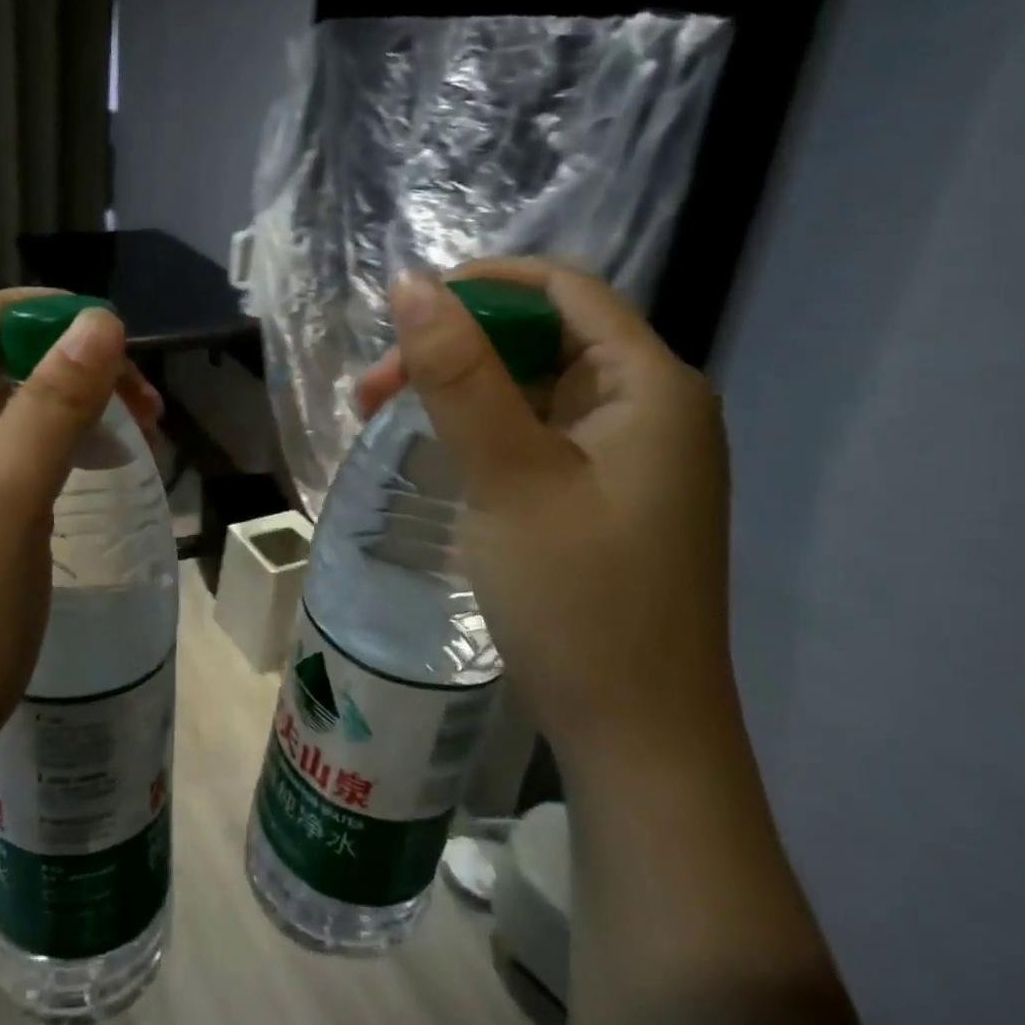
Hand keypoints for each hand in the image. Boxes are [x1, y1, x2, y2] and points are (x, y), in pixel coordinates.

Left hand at [0, 289, 160, 803]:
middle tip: (143, 407)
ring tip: (132, 436)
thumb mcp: (9, 500)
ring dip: (69, 405)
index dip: (54, 316)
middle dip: (73, 366)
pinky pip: (2, 449)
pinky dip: (51, 445)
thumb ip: (52, 403)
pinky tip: (87, 468)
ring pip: (5, 404)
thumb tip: (101, 320)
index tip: (124, 350)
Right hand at [359, 259, 733, 771]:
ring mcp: (625, 456)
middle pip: (541, 338)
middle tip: (374, 388)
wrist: (636, 741)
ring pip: (529, 388)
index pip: (564, 290)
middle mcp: (648, 408)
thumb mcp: (508, 476)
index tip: (404, 311)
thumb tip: (411, 283)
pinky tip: (429, 449)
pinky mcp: (600, 494)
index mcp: (651, 387)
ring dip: (455, 389)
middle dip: (453, 347)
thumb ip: (458, 374)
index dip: (482, 285)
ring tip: (380, 416)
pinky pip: (532, 434)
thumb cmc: (578, 600)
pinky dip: (477, 429)